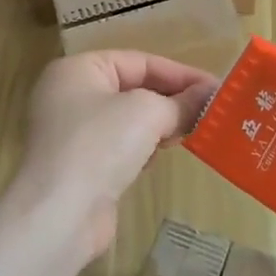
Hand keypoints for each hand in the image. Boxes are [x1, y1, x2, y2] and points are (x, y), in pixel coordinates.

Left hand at [6, 51, 219, 262]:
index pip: (139, 61)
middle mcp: (70, 95)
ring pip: (128, 119)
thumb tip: (210, 96)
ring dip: (158, 125)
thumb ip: (181, 102)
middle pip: (133, 88)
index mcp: (78, 69)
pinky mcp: (80, 166)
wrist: (59, 215)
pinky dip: (141, 149)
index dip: (180, 74)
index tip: (216, 89)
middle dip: (171, 100)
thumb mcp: (147, 113)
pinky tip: (156, 159)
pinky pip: (119, 146)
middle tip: (211, 112)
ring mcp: (72, 133)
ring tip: (190, 133)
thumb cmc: (100, 145)